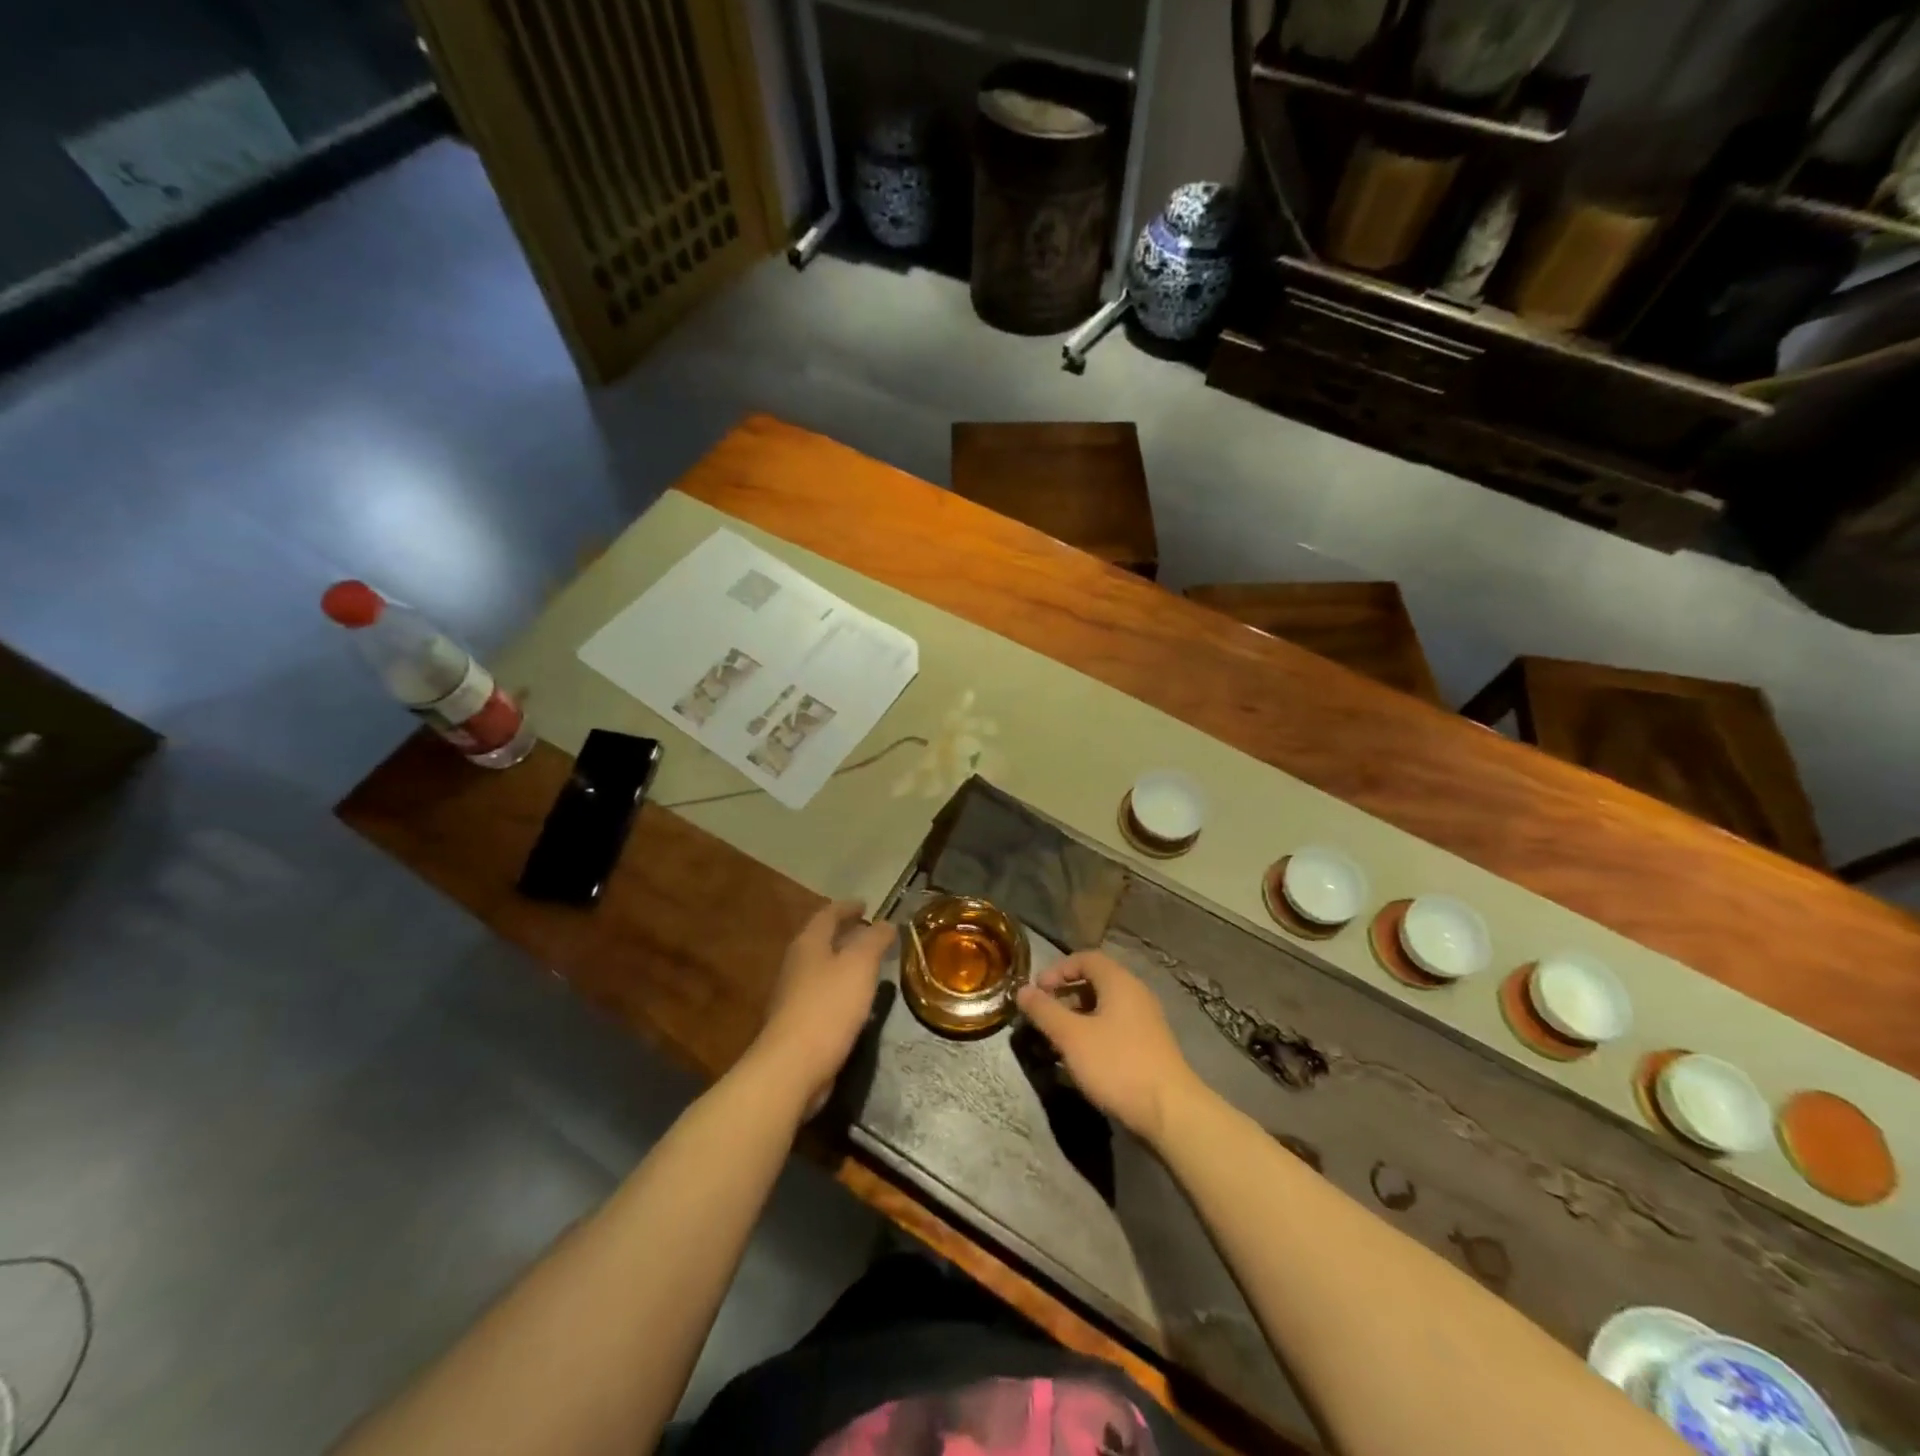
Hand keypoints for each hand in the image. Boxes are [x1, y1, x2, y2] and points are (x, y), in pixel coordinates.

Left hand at [749, 900, 892, 1117]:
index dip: (848, 907)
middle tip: (871, 932)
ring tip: (869, 964)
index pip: (828, 914)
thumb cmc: (828, 1007)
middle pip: (821, 940)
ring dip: (843, 962)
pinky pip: (823, 994)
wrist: (792, 1067)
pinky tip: (856, 1001)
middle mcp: (796, 964)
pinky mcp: (797, 1023)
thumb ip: (874, 940)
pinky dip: (840, 988)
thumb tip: (887, 923)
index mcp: (808, 944)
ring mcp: (793, 995)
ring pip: (822, 968)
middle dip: (845, 933)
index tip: (866, 904)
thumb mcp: (860, 965)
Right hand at [1014, 951, 1206, 1145]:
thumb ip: (1044, 1011)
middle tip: (1043, 1015)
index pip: (1085, 958)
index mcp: (1119, 982)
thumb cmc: (1117, 1064)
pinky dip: (1094, 1032)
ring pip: (1105, 1006)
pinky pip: (1115, 1026)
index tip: (1037, 990)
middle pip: (1095, 981)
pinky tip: (1082, 1057)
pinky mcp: (1150, 1046)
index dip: (1058, 969)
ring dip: (1078, 1016)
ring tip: (1058, 1039)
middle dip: (1065, 994)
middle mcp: (1135, 994)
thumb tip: (1022, 990)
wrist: (1170, 1112)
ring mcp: (1146, 1021)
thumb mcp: (1072, 1036)